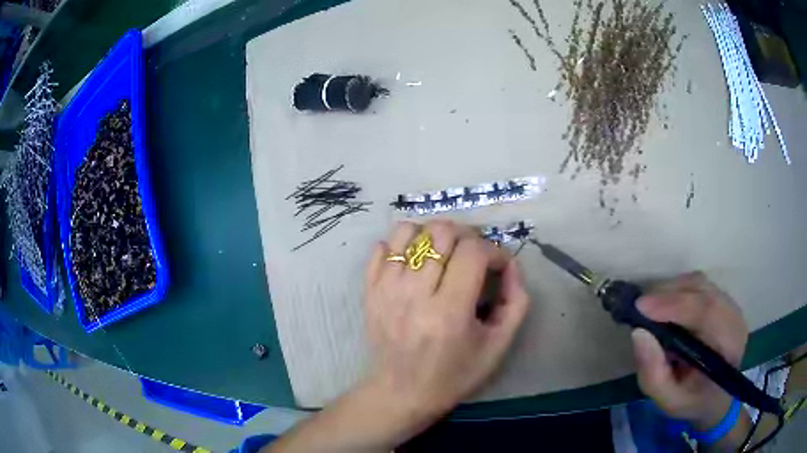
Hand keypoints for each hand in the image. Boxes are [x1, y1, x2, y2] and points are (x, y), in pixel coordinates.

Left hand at [266, 220, 528, 452]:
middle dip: (467, 235)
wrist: (401, 393)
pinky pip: (381, 247)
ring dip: (433, 234)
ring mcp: (386, 289)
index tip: (498, 266)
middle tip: (475, 255)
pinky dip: (402, 244)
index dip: (494, 250)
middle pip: (441, 233)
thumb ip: (515, 302)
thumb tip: (510, 265)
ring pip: (408, 231)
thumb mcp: (498, 346)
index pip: (473, 252)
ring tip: (445, 252)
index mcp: (448, 312)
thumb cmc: (454, 375)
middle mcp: (413, 294)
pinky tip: (415, 260)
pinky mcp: (369, 290)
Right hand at [631, 272, 748, 430]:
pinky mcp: (723, 300)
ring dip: (671, 291)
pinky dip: (678, 291)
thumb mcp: (669, 400)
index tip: (640, 307)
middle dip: (667, 294)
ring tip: (650, 308)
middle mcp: (734, 317)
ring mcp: (730, 305)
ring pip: (699, 283)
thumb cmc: (692, 401)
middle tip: (639, 307)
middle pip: (701, 290)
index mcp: (728, 346)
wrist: (715, 397)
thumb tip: (638, 333)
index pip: (705, 312)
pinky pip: (699, 286)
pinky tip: (666, 307)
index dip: (673, 304)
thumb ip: (653, 374)